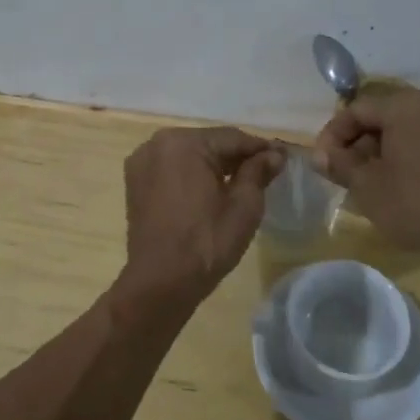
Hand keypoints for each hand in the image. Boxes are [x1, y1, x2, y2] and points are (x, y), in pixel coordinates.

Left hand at [122, 127, 284, 300]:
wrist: (160, 282)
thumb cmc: (206, 242)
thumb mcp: (243, 206)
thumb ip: (258, 172)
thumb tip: (274, 154)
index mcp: (184, 143)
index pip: (232, 138)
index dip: (261, 148)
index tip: (284, 156)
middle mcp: (158, 143)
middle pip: (209, 143)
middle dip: (237, 156)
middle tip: (267, 169)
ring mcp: (142, 161)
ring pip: (189, 155)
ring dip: (214, 164)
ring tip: (243, 180)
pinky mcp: (135, 181)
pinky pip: (172, 168)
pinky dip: (192, 174)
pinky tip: (211, 189)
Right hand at [312, 88, 419, 254]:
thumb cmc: (417, 206)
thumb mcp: (366, 188)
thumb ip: (340, 164)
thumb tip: (319, 154)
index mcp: (402, 106)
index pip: (356, 110)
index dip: (334, 135)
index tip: (325, 162)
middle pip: (389, 115)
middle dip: (366, 141)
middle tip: (353, 173)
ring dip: (404, 139)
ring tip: (392, 170)